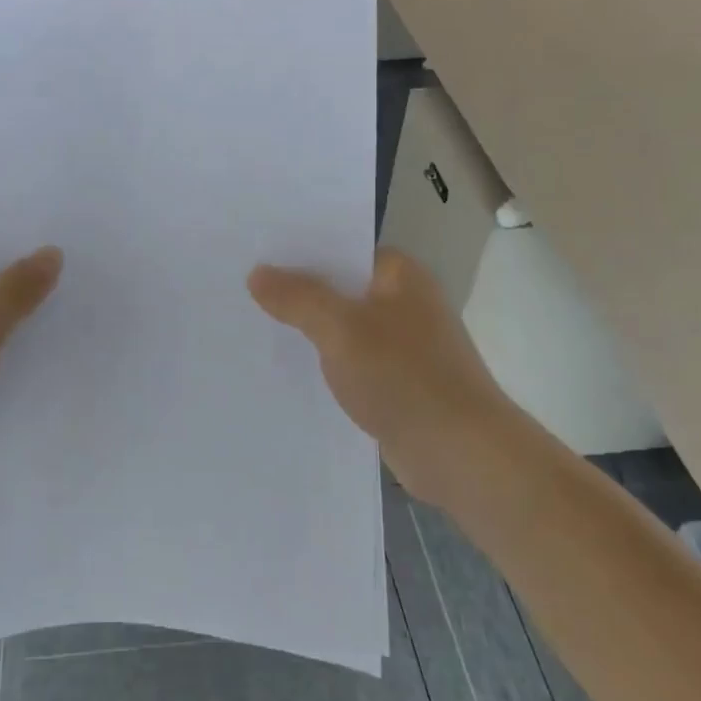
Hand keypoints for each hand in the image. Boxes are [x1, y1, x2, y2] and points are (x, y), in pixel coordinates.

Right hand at [249, 248, 518, 502]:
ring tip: (252, 326)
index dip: (299, 251)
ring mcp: (403, 344)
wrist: (460, 453)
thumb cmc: (403, 377)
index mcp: (400, 275)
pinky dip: (323, 363)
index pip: (341, 248)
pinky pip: (350, 361)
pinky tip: (286, 369)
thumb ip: (297, 298)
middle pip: (339, 288)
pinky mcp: (397, 382)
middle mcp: (404, 302)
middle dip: (296, 292)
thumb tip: (257, 272)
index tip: (254, 254)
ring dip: (307, 330)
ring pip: (342, 327)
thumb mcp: (340, 329)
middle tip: (240, 290)